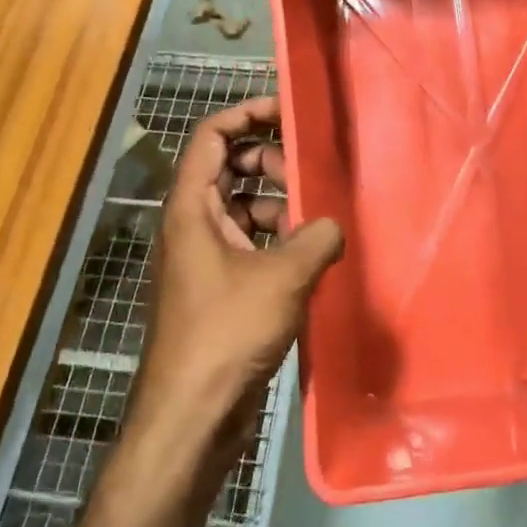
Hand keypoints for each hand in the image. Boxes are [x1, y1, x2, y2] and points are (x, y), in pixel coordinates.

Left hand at [130, 96, 342, 471]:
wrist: (192, 414)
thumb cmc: (226, 333)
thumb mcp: (282, 277)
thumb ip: (316, 238)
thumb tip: (334, 224)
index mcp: (191, 207)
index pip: (211, 137)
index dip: (246, 114)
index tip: (286, 111)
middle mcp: (192, 225)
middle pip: (228, 169)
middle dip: (269, 162)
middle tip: (308, 172)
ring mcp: (204, 258)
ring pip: (242, 208)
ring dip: (278, 204)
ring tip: (316, 217)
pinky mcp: (219, 288)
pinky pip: (249, 243)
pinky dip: (276, 240)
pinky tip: (310, 255)